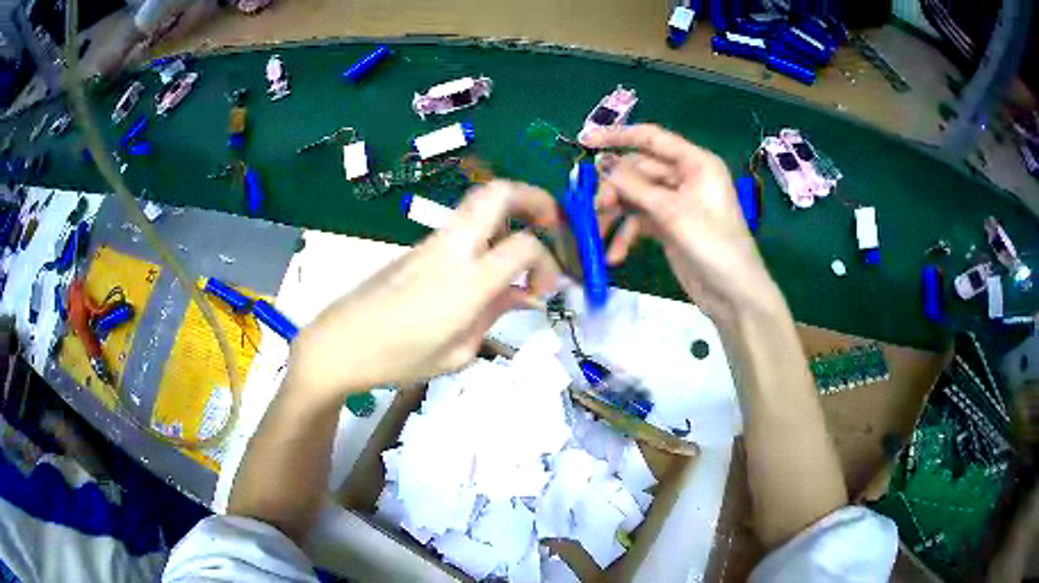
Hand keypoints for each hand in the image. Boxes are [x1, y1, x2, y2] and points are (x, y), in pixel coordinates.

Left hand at [286, 181, 561, 400]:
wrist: (340, 343)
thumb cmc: (397, 359)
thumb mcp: (456, 352)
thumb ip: (494, 315)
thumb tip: (523, 295)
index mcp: (465, 282)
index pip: (524, 247)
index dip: (547, 263)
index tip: (547, 289)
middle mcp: (452, 248)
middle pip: (498, 193)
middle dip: (535, 198)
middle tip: (554, 222)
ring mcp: (432, 242)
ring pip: (478, 201)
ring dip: (511, 209)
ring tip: (527, 236)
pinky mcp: (419, 246)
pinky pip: (462, 223)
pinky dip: (489, 228)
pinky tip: (491, 261)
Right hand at [583, 124, 779, 321]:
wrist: (733, 294)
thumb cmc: (713, 245)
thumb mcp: (672, 212)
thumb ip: (634, 185)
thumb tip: (601, 162)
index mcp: (695, 163)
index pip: (650, 138)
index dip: (617, 136)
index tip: (585, 140)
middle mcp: (685, 177)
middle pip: (638, 170)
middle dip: (613, 188)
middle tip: (593, 208)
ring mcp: (676, 203)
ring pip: (635, 196)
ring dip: (614, 214)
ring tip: (596, 235)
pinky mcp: (669, 226)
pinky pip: (640, 221)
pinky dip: (626, 234)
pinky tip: (614, 255)